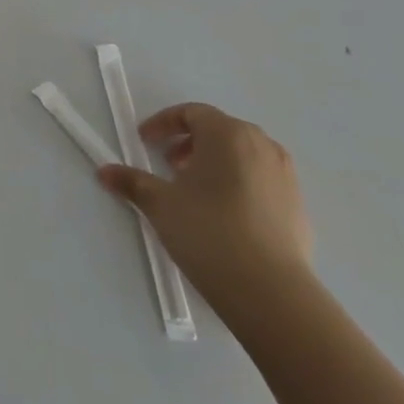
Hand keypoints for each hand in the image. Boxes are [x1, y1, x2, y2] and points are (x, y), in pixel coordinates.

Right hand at [98, 102, 312, 323]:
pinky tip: (224, 216)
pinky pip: (261, 181)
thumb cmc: (208, 231)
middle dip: (190, 143)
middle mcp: (262, 145)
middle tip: (170, 165)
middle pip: (220, 131)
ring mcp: (286, 176)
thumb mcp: (160, 204)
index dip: (164, 124)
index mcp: (228, 134)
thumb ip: (132, 182)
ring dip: (216, 163)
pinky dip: (239, 185)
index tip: (145, 142)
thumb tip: (104, 171)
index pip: (192, 113)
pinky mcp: (298, 206)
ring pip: (243, 155)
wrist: (271, 291)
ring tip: (196, 191)